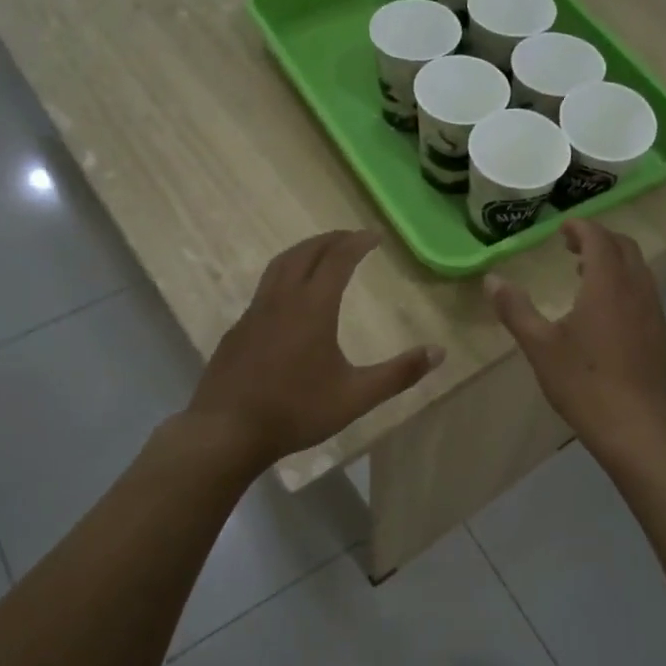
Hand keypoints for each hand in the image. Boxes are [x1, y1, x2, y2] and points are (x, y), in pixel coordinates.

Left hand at [187, 231, 444, 466]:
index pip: (337, 259)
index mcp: (312, 307)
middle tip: (351, 237)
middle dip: (330, 239)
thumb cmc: (296, 411)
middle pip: (306, 253)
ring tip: (321, 254)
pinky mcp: (238, 329)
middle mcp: (281, 299)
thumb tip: (439, 352)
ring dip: (304, 252)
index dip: (357, 242)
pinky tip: (290, 298)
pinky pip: (265, 287)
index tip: (374, 235)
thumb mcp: (356, 397)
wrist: (226, 431)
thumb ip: (399, 374)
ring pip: (280, 265)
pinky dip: (285, 275)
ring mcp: (254, 312)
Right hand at [487, 220, 665, 454]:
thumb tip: (492, 280)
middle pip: (624, 246)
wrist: (638, 428)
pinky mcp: (660, 334)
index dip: (580, 227)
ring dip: (614, 261)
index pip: (599, 238)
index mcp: (607, 284)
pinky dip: (625, 283)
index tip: (562, 228)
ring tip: (586, 274)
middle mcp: (636, 290)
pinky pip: (645, 292)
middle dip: (599, 239)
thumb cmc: (584, 383)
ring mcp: (654, 312)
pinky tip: (607, 312)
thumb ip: (515, 309)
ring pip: (639, 269)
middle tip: (572, 246)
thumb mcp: (539, 346)